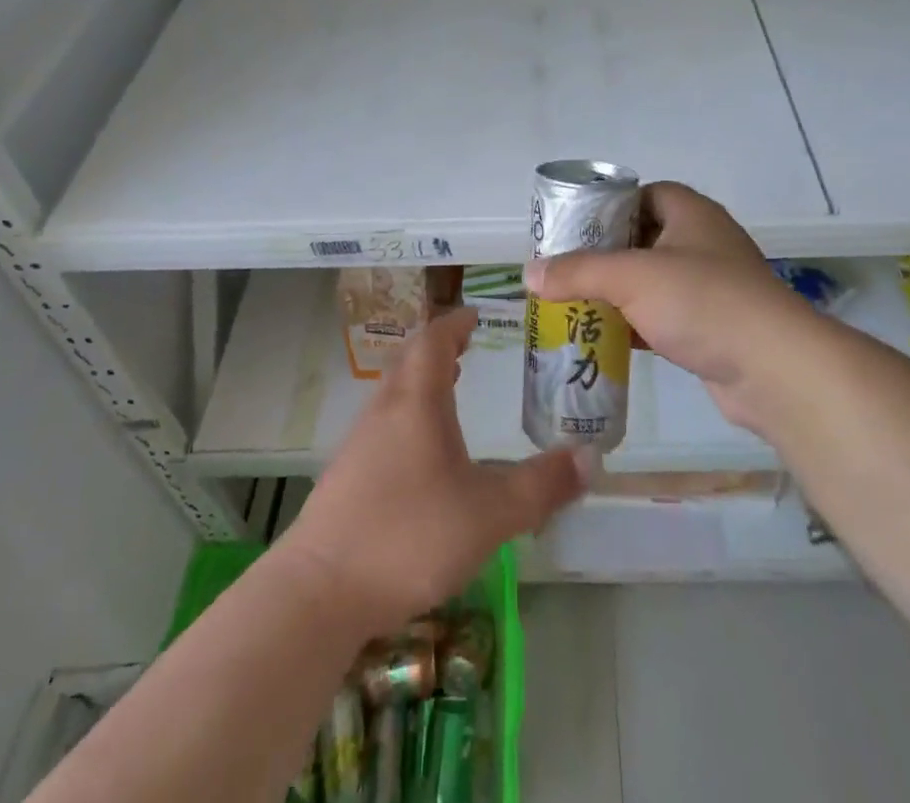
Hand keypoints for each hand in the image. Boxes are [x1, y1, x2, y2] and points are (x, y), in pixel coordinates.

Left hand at [277, 310, 584, 639]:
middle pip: (409, 361)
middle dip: (439, 348)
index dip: (455, 324)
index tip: (476, 315)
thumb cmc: (409, 535)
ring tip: (451, 390)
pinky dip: (408, 416)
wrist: (318, 593)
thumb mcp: (489, 513)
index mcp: (416, 402)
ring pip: (394, 394)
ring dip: (422, 382)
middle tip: (468, 347)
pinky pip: (383, 425)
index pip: (434, 340)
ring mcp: (359, 444)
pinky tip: (422, 454)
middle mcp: (384, 411)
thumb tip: (591, 457)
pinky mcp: (347, 478)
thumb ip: (541, 486)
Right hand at [525, 181, 825, 434]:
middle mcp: (703, 242)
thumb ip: (578, 272)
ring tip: (575, 302)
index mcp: (691, 213)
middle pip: (645, 237)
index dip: (611, 204)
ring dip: (619, 292)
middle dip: (606, 253)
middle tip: (566, 267)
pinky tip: (605, 338)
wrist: (773, 369)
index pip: (645, 193)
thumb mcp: (632, 277)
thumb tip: (528, 274)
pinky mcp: (713, 327)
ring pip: (654, 281)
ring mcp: (712, 287)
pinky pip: (665, 316)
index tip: (575, 226)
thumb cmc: (702, 301)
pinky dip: (637, 324)